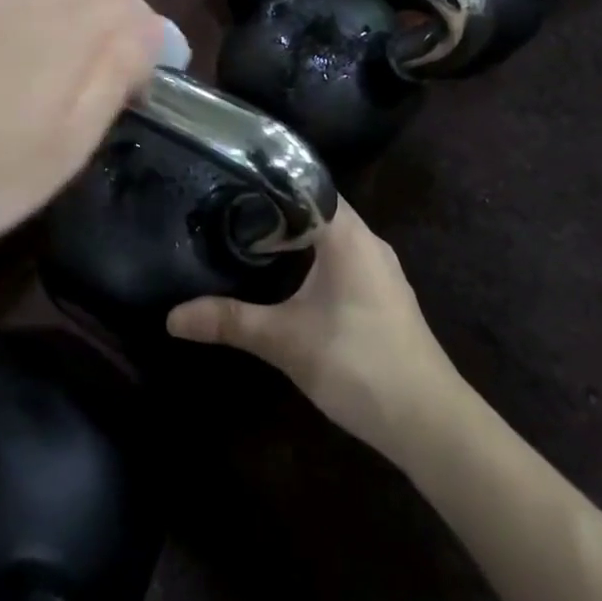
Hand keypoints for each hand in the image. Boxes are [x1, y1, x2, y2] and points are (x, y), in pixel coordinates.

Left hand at [0, 0, 166, 251]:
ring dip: (92, 0)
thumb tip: (151, 33)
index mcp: (71, 32)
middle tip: (129, 66)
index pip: (137, 16)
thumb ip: (116, 75)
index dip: (157, 46)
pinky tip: (40, 32)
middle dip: (128, 16)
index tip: (153, 88)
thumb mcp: (70, 143)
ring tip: (92, 44)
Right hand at [167, 202, 464, 461]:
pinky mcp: (383, 296)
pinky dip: (313, 258)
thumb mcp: (286, 341)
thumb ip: (230, 322)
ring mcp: (380, 270)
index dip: (269, 179)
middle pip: (318, 208)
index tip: (229, 179)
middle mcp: (368, 242)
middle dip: (275, 208)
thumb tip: (172, 317)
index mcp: (347, 235)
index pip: (307, 185)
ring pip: (331, 236)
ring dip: (296, 235)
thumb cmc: (358, 364)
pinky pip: (342, 259)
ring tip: (249, 236)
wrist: (429, 422)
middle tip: (228, 208)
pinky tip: (287, 277)